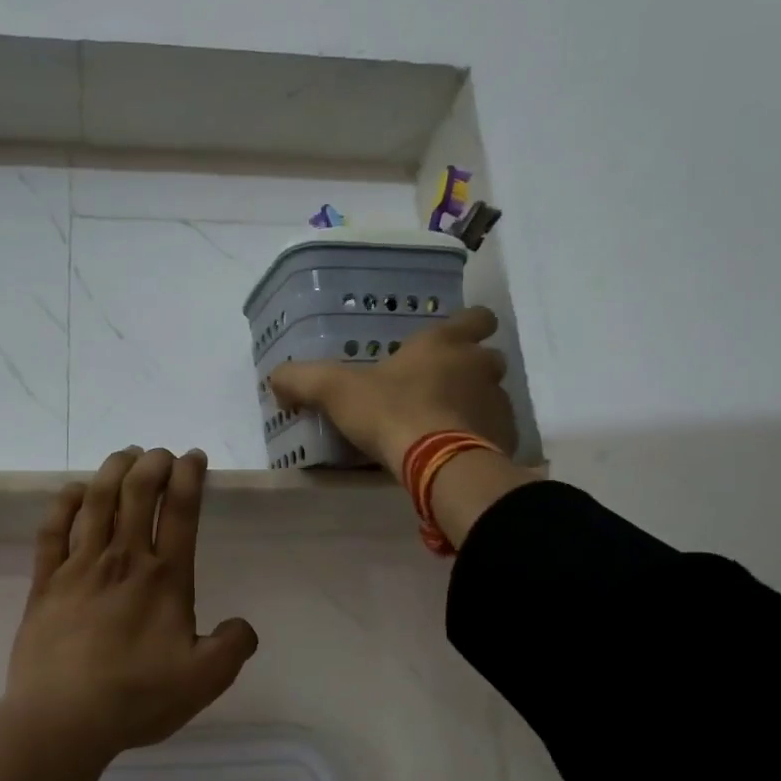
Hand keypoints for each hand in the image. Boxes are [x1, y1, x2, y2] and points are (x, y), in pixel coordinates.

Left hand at [5, 447, 259, 753]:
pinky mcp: (46, 582)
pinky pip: (53, 529)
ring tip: (125, 455)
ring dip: (112, 470)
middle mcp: (123, 560)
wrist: (62, 719)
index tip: (194, 457)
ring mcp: (79, 567)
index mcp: (164, 578)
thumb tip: (242, 625)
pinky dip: (65, 503)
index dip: (189, 477)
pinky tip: (74, 491)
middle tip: (161, 454)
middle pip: (137, 493)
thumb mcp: (203, 681)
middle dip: (152, 463)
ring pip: (97, 501)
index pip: (181, 511)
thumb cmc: (136, 698)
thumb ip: (233, 647)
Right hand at [268, 306, 518, 472]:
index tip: (454, 338)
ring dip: (475, 404)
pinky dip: (481, 438)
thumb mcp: (335, 391)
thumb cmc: (390, 412)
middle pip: (487, 357)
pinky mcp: (505, 438)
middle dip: (470, 368)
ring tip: (445, 425)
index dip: (469, 324)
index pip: (476, 317)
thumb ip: (302, 379)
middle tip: (440, 386)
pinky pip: (496, 432)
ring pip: (492, 395)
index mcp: (444, 344)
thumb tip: (276, 380)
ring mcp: (497, 402)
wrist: (437, 463)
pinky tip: (457, 452)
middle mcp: (478, 366)